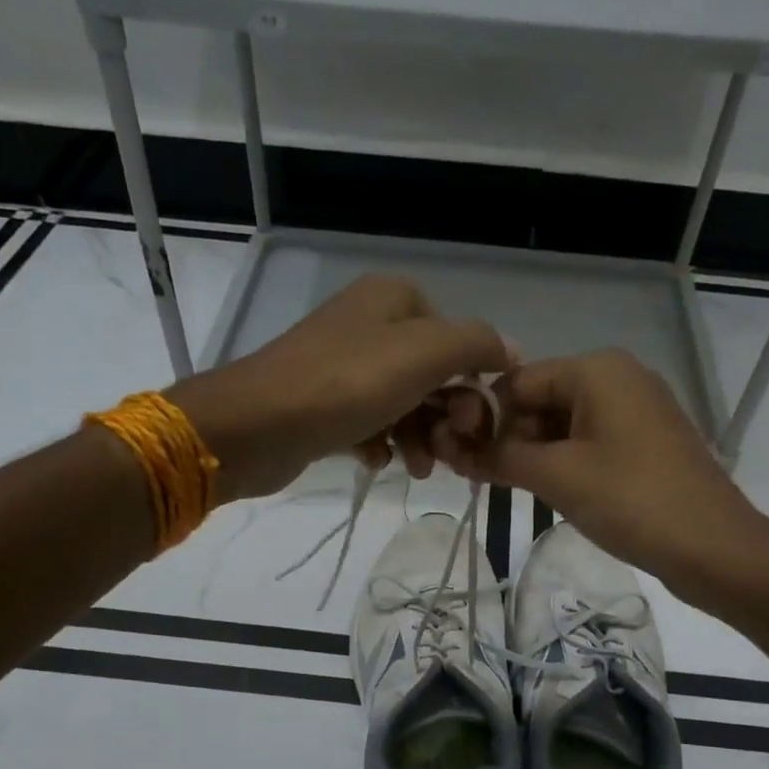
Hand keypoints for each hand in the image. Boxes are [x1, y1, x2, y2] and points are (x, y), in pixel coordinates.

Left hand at [165, 274, 511, 501]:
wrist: (256, 426)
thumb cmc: (347, 384)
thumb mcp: (424, 354)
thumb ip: (476, 344)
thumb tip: (512, 348)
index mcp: (394, 299)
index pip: (457, 340)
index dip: (472, 384)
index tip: (473, 424)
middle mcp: (369, 324)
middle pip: (431, 375)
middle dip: (445, 418)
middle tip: (449, 454)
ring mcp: (342, 364)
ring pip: (403, 403)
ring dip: (418, 438)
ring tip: (415, 469)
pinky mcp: (322, 402)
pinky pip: (369, 422)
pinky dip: (381, 443)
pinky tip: (377, 461)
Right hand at [438, 349, 762, 588]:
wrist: (714, 548)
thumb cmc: (632, 501)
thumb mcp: (557, 477)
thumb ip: (499, 457)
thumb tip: (450, 447)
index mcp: (597, 370)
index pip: (517, 382)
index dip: (482, 417)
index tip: (455, 456)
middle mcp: (618, 378)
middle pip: (540, 400)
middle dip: (507, 437)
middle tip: (479, 479)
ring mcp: (635, 410)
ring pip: (562, 424)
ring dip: (532, 454)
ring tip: (507, 489)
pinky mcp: (644, 442)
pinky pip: (589, 442)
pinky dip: (562, 463)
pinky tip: (547, 491)